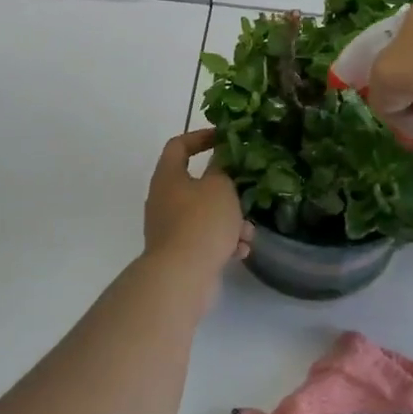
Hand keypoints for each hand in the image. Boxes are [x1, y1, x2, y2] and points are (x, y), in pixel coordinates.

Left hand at [144, 129, 251, 275]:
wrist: (181, 276)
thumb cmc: (201, 222)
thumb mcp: (220, 187)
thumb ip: (222, 169)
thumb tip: (219, 159)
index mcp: (168, 177)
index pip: (178, 146)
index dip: (200, 137)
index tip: (225, 139)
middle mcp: (164, 200)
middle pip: (195, 184)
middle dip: (225, 190)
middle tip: (246, 190)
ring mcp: (169, 228)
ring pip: (204, 215)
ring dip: (229, 220)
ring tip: (248, 232)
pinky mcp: (180, 253)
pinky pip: (205, 239)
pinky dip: (223, 242)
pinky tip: (240, 251)